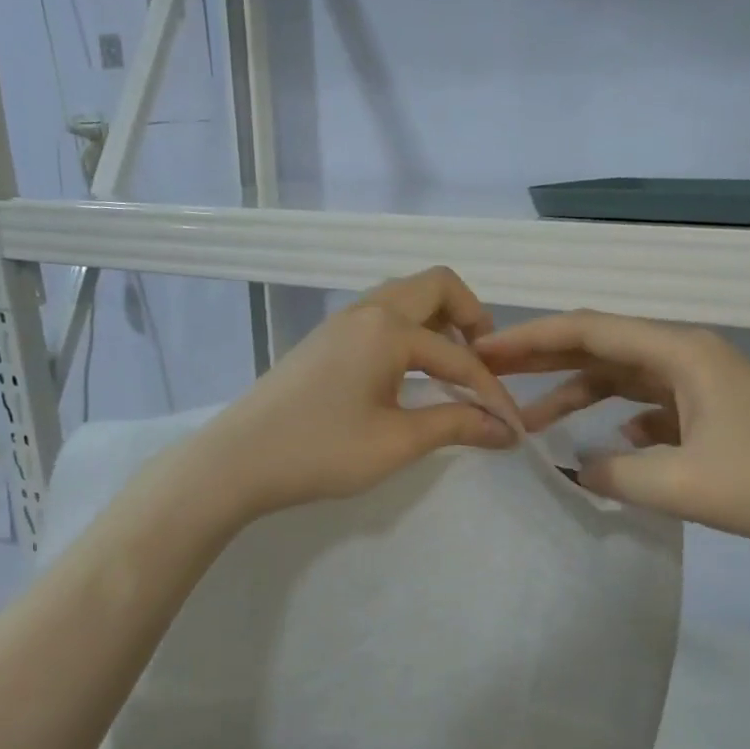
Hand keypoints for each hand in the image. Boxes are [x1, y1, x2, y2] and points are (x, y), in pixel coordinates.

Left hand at [194, 267, 520, 520]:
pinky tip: (410, 375)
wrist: (237, 461)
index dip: (492, 393)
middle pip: (436, 287)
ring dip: (439, 322)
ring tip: (452, 369)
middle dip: (472, 319)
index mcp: (389, 328)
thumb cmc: (321, 451)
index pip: (460, 356)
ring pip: (406, 298)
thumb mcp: (396, 442)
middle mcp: (368, 309)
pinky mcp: (325, 339)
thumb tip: (504, 429)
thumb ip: (455, 425)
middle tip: (484, 364)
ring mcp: (341, 320)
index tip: (512, 428)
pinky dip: (410, 332)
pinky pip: (382, 316)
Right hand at [475, 311, 749, 565]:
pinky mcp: (713, 414)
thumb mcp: (681, 485)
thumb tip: (577, 467)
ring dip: (577, 395)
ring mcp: (702, 384)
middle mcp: (686, 356)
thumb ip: (613, 473)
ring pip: (621, 378)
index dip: (529, 338)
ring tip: (531, 422)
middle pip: (600, 346)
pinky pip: (648, 406)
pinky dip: (616, 420)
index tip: (481, 350)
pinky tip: (604, 446)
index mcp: (679, 352)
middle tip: (488, 374)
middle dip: (543, 360)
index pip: (587, 330)